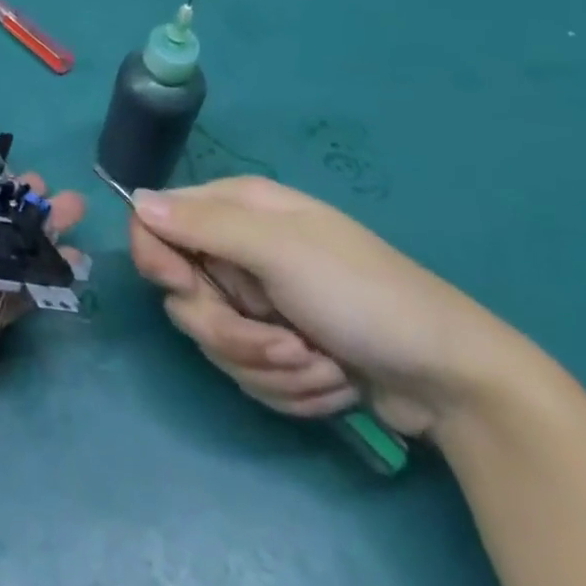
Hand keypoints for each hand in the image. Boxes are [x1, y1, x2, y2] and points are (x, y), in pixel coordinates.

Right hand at [129, 176, 528, 436]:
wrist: (450, 378)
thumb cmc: (362, 295)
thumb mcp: (280, 250)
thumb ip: (203, 225)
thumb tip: (135, 198)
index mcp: (236, 209)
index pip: (158, 221)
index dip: (158, 257)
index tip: (182, 286)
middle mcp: (239, 250)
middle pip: (183, 294)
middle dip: (229, 330)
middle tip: (281, 340)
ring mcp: (258, 301)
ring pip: (213, 340)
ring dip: (267, 365)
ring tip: (320, 363)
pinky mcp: (277, 348)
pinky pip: (246, 373)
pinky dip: (287, 386)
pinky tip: (329, 380)